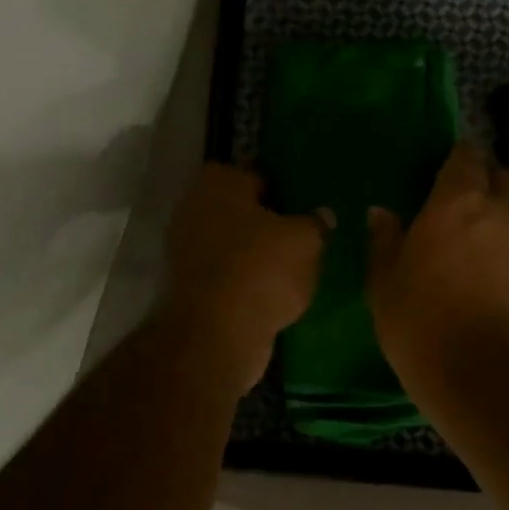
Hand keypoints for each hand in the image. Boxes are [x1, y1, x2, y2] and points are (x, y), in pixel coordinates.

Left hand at [164, 163, 325, 393]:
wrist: (218, 334)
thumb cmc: (263, 269)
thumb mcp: (307, 240)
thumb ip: (316, 222)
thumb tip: (323, 215)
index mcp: (219, 182)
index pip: (256, 175)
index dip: (283, 189)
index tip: (305, 207)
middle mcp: (194, 208)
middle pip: (241, 210)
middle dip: (268, 223)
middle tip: (303, 237)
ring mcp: (185, 250)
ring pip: (233, 244)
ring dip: (257, 255)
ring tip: (294, 268)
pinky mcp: (188, 287)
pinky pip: (227, 274)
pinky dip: (246, 281)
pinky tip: (274, 293)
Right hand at [366, 144, 508, 389]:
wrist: (481, 373)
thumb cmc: (421, 320)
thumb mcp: (384, 280)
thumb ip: (384, 239)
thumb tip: (381, 212)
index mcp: (459, 200)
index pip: (466, 156)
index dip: (455, 160)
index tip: (440, 175)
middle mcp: (501, 209)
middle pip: (503, 176)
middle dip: (486, 180)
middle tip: (461, 202)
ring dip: (505, 210)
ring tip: (481, 233)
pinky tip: (494, 264)